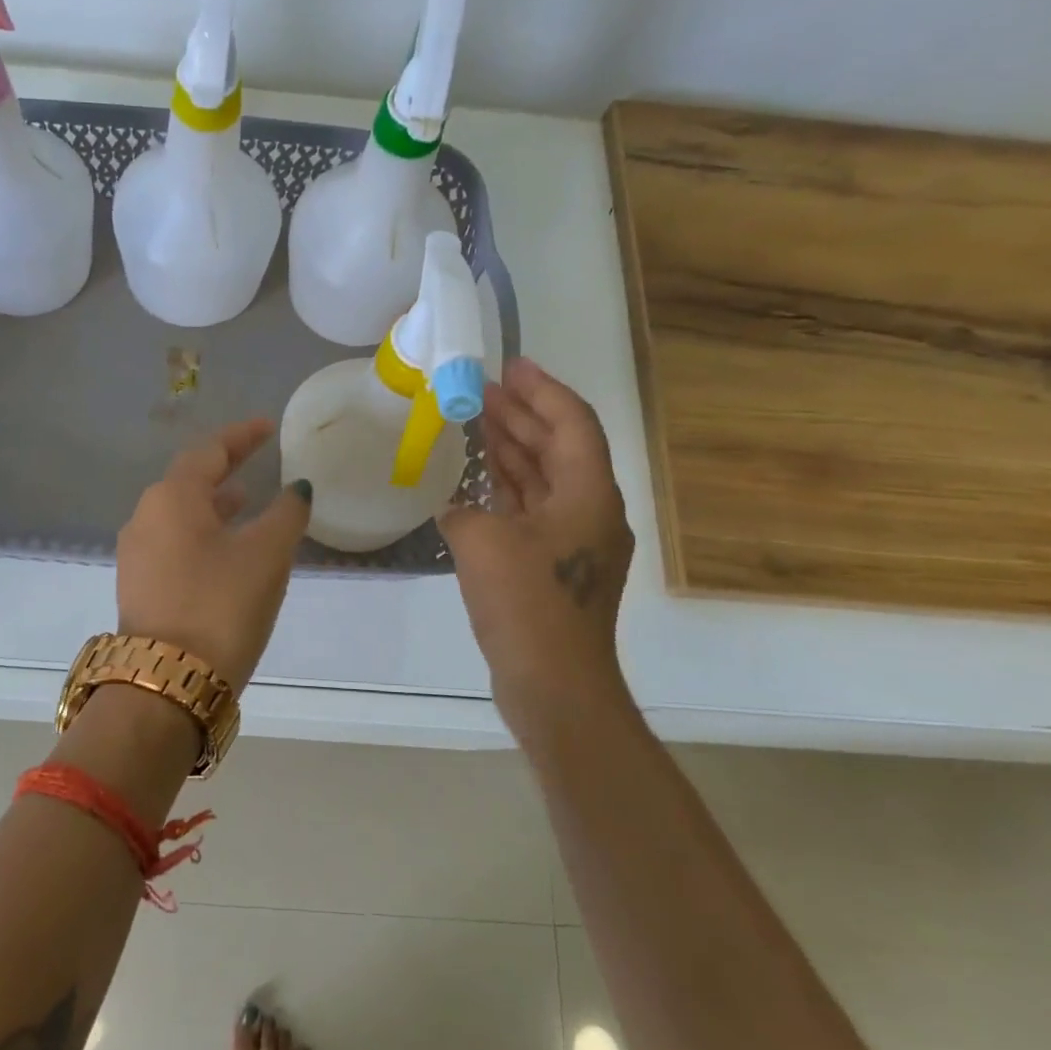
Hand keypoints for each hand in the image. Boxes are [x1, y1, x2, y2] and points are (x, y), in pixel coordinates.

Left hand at [117, 419, 312, 691]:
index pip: (209, 451)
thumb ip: (286, 514)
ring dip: (213, 504)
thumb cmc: (221, 605)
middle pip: (188, 480)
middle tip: (257, 461)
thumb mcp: (266, 555)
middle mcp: (145, 517)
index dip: (241, 436)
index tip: (267, 427)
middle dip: (224, 468)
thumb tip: (296, 489)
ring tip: (246, 503)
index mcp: (172, 498)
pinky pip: (173, 542)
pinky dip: (202, 533)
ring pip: (179, 514)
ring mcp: (136, 554)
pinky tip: (225, 550)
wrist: (168, 681)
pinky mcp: (138, 586)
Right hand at [440, 359, 633, 702]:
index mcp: (588, 494)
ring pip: (545, 480)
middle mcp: (590, 511)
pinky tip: (478, 483)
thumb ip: (465, 509)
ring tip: (477, 423)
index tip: (511, 366)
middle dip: (522, 416)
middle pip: (559, 448)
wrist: (554, 683)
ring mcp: (575, 543)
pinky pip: (533, 512)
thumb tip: (461, 508)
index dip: (542, 390)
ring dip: (514, 451)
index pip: (571, 423)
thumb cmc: (526, 603)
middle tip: (483, 390)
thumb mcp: (482, 542)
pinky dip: (508, 492)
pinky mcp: (557, 569)